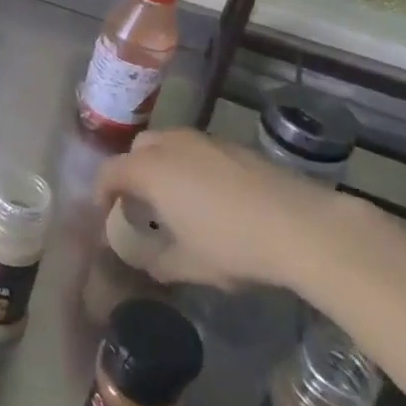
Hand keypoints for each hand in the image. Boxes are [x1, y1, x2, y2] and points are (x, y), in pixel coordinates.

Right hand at [95, 127, 338, 288]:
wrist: (303, 226)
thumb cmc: (233, 246)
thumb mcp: (189, 265)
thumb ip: (157, 262)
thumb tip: (144, 261)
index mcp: (149, 170)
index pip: (110, 172)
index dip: (102, 192)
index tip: (107, 214)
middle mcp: (171, 146)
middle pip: (138, 149)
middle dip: (133, 172)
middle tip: (142, 203)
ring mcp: (205, 141)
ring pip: (170, 144)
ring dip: (163, 166)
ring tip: (177, 199)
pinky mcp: (235, 147)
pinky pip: (198, 150)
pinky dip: (192, 166)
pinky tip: (212, 197)